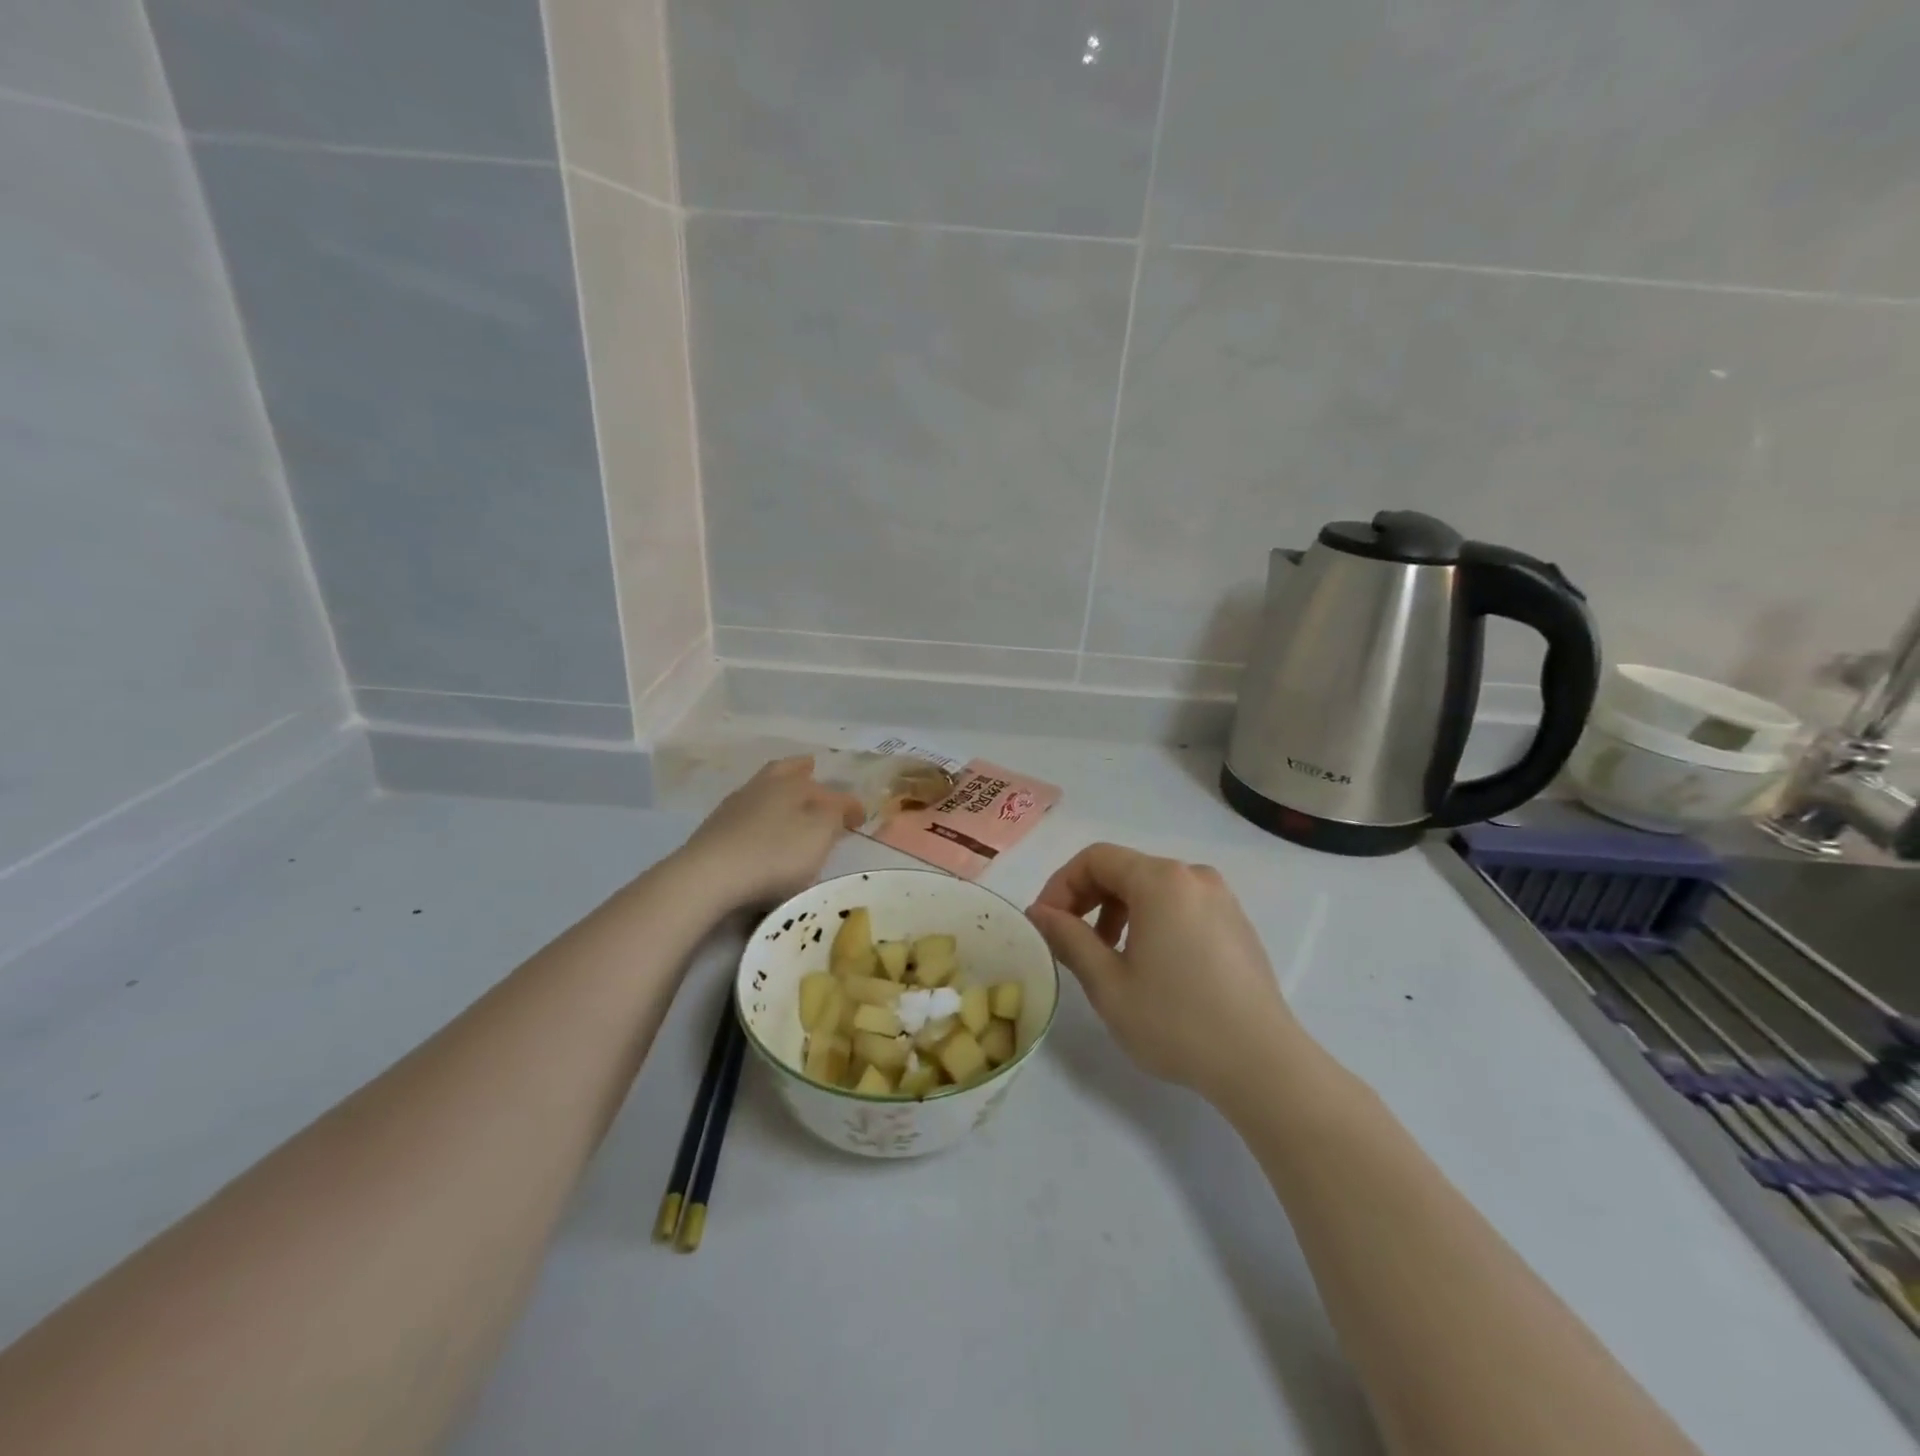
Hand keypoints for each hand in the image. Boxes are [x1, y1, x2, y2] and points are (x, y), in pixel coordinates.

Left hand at [673, 757, 866, 912]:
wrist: (708, 876)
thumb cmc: (775, 854)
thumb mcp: (819, 834)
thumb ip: (835, 816)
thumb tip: (842, 806)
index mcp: (791, 785)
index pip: (829, 791)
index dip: (848, 804)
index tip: (860, 820)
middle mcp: (762, 787)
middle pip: (784, 772)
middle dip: (801, 771)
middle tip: (812, 769)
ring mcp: (733, 808)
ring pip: (762, 790)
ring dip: (778, 794)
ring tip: (789, 804)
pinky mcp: (714, 831)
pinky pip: (745, 815)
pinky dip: (760, 816)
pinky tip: (762, 829)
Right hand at [1027, 843, 1299, 1104]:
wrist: (1262, 1064)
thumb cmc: (1176, 1021)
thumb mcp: (1108, 984)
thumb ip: (1069, 938)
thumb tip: (1040, 913)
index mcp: (1161, 880)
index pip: (1095, 859)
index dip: (1061, 885)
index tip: (1045, 924)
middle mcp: (1193, 876)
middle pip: (1125, 869)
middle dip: (1088, 899)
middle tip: (1068, 941)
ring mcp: (1221, 899)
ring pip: (1153, 888)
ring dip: (1118, 912)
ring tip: (1107, 957)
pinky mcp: (1236, 924)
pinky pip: (1181, 906)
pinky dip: (1152, 921)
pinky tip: (1150, 965)